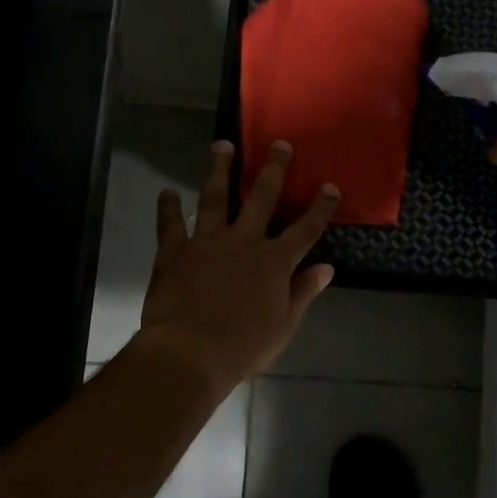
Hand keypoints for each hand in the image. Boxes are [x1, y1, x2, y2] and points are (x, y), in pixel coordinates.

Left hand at [137, 140, 337, 391]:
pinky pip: (170, 224)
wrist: (190, 353)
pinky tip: (166, 192)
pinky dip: (168, 208)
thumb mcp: (284, 325)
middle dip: (273, 169)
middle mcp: (243, 241)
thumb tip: (326, 268)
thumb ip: (303, 292)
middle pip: (262, 198)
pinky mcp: (175, 252)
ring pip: (215, 198)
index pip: (305, 228)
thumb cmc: (243, 346)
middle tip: (278, 144)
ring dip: (219, 170)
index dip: (320, 207)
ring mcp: (207, 242)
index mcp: (274, 261)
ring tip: (222, 145)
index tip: (330, 186)